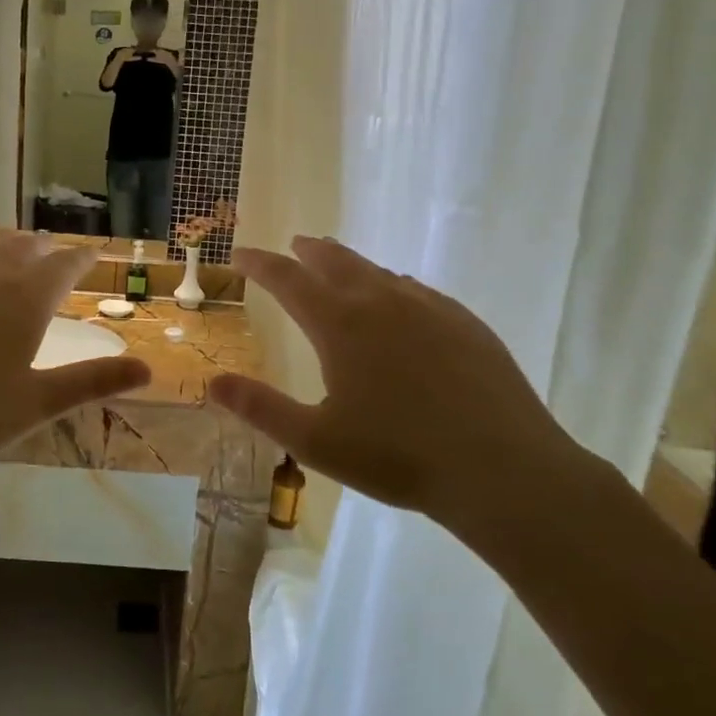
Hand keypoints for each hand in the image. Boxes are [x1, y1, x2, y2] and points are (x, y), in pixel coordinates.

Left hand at [0, 232, 151, 496]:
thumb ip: (93, 381)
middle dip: (42, 248)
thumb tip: (148, 370)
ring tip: (12, 251)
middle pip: (19, 247)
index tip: (92, 254)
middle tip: (52, 252)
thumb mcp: (38, 404)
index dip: (81, 257)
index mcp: (23, 301)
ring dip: (3, 247)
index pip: (62, 265)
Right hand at [208, 237, 579, 537]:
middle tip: (294, 246)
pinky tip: (400, 301)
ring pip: (379, 272)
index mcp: (339, 324)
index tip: (241, 254)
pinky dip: (393, 286)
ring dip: (350, 265)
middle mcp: (381, 302)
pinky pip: (417, 291)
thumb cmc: (398, 456)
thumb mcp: (315, 440)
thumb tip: (212, 382)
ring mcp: (429, 308)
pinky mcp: (465, 323)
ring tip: (339, 268)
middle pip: (336, 261)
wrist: (502, 469)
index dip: (260, 264)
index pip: (287, 279)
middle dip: (308, 251)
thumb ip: (260, 408)